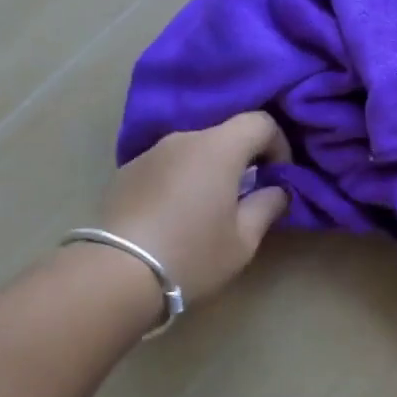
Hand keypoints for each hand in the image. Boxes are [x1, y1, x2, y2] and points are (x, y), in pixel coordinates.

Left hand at [97, 113, 292, 303]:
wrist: (117, 273)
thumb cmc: (192, 254)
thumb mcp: (243, 240)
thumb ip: (267, 205)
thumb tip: (278, 189)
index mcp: (218, 147)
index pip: (260, 122)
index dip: (279, 145)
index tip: (279, 177)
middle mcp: (183, 138)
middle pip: (225, 133)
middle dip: (243, 158)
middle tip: (246, 195)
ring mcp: (150, 152)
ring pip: (193, 148)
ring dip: (209, 168)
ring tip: (207, 208)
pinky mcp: (126, 171)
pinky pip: (166, 164)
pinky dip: (180, 178)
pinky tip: (173, 214)